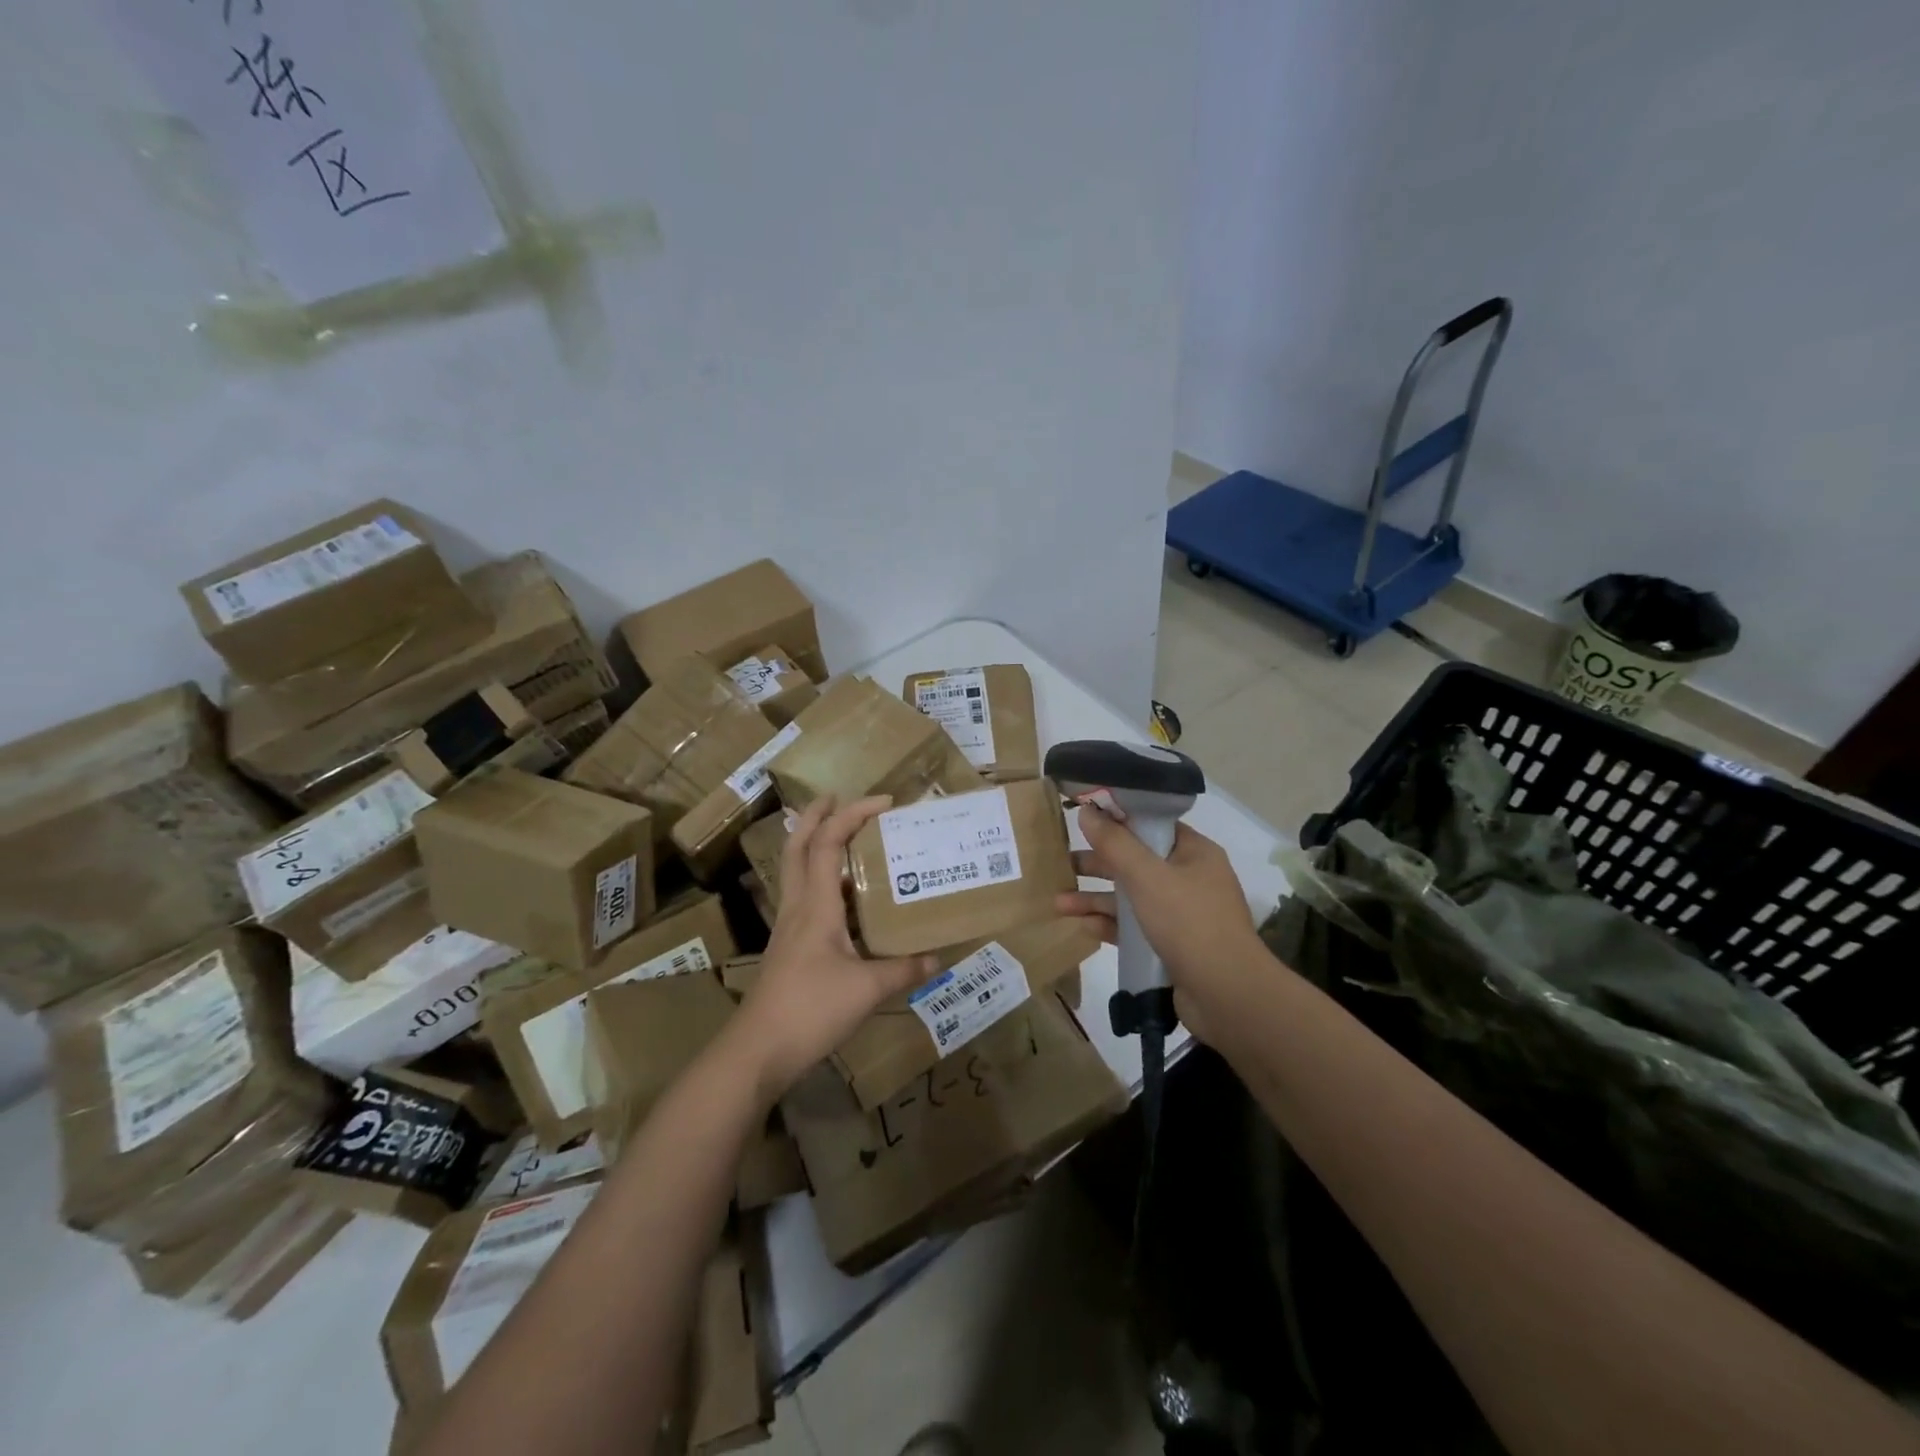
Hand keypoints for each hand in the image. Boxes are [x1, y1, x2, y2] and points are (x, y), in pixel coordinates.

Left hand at [727, 795, 936, 1104]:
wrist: (758, 1050)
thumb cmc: (811, 1010)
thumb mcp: (867, 989)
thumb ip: (903, 970)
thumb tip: (936, 957)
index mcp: (816, 905)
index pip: (828, 842)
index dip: (853, 814)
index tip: (884, 802)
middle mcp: (797, 906)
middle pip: (798, 846)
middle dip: (815, 815)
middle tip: (837, 797)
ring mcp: (787, 926)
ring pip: (795, 869)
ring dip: (813, 843)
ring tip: (842, 836)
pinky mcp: (787, 946)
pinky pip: (802, 896)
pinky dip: (819, 879)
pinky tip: (840, 896)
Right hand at [1055, 808, 1260, 1042]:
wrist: (1227, 996)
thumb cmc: (1189, 922)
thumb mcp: (1147, 876)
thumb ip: (1114, 843)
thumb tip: (1086, 810)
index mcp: (1194, 852)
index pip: (1152, 825)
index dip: (1118, 820)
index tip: (1084, 820)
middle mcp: (1190, 878)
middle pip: (1136, 862)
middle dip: (1099, 864)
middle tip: (1064, 864)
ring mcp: (1183, 914)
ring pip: (1132, 897)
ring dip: (1097, 898)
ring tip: (1059, 903)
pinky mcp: (1173, 945)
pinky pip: (1136, 927)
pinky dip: (1111, 925)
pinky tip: (1084, 927)